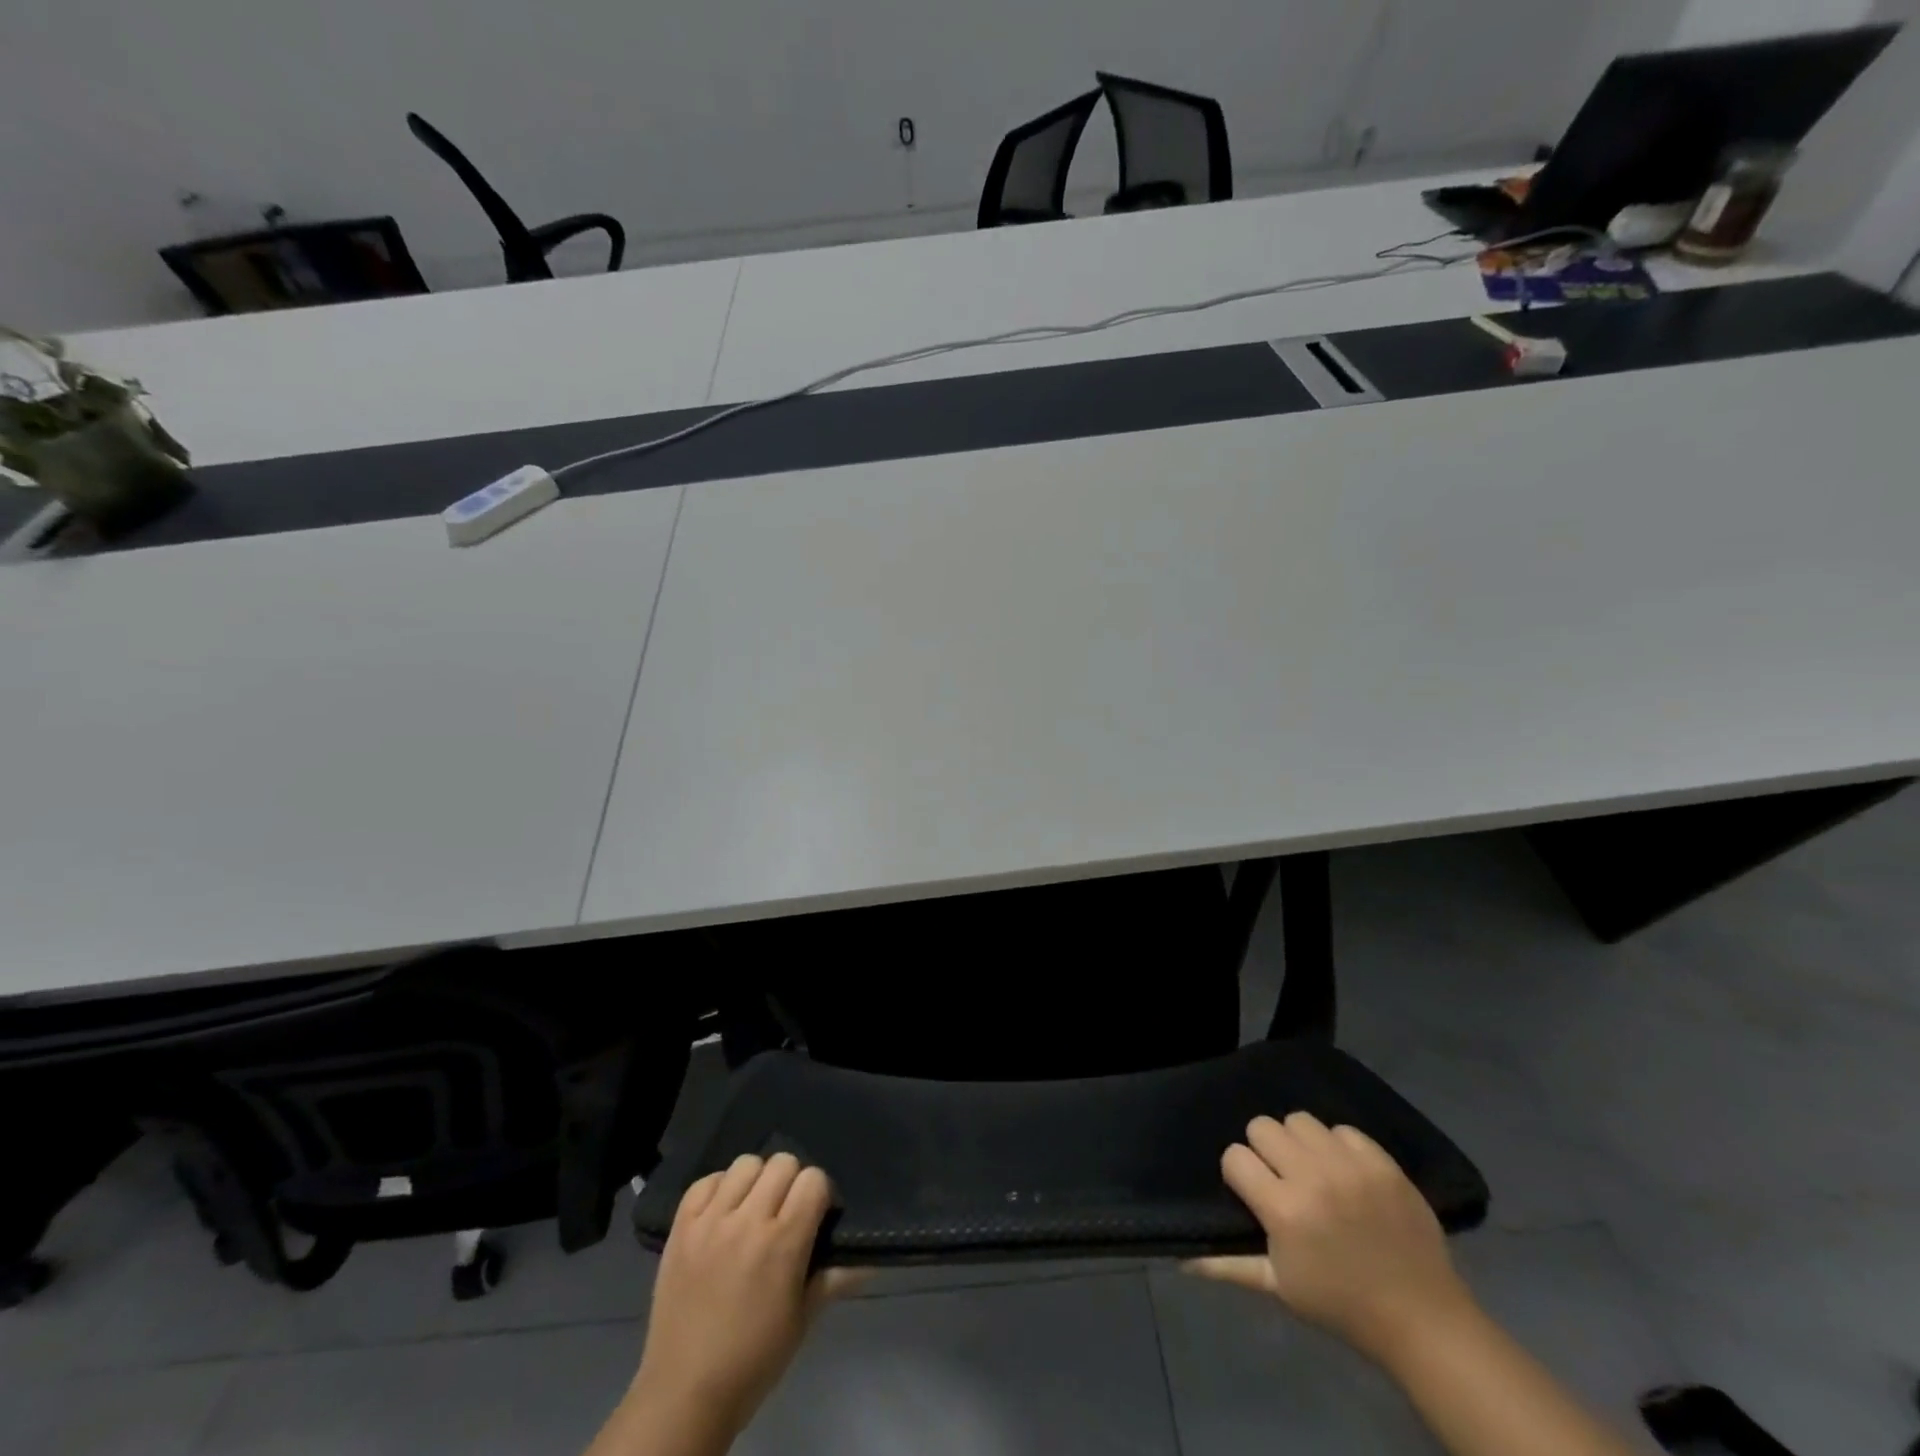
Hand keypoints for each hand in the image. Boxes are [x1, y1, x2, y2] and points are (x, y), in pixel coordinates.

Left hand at [630, 1153, 854, 1442]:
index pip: (813, 1180)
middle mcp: (748, 1221)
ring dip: (756, 1181)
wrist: (684, 1393)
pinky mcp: (681, 1227)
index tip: (815, 1216)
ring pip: (745, 1163)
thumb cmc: (753, 1360)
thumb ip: (834, 1279)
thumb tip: (869, 1260)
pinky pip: (706, 1181)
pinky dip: (719, 1189)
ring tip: (752, 1209)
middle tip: (785, 1213)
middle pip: (782, 1163)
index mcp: (783, 1243)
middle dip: (791, 1183)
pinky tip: (722, 1213)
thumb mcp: (802, 1321)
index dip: (820, 1194)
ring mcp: (710, 1221)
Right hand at [1187, 1112, 1476, 1364]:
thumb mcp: (1280, 1287)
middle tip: (1282, 1179)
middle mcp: (1312, 1177)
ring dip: (1300, 1142)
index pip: (1234, 1156)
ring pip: (1300, 1119)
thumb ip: (1228, 1265)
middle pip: (1263, 1126)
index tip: (1254, 1194)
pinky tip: (1346, 1174)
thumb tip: (1181, 1258)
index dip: (1240, 1174)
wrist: (1423, 1320)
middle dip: (1265, 1151)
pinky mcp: (1383, 1162)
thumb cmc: (1342, 1305)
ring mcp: (1350, 1166)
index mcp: (1284, 1210)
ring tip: (1313, 1171)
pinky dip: (1338, 1146)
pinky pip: (1343, 1129)